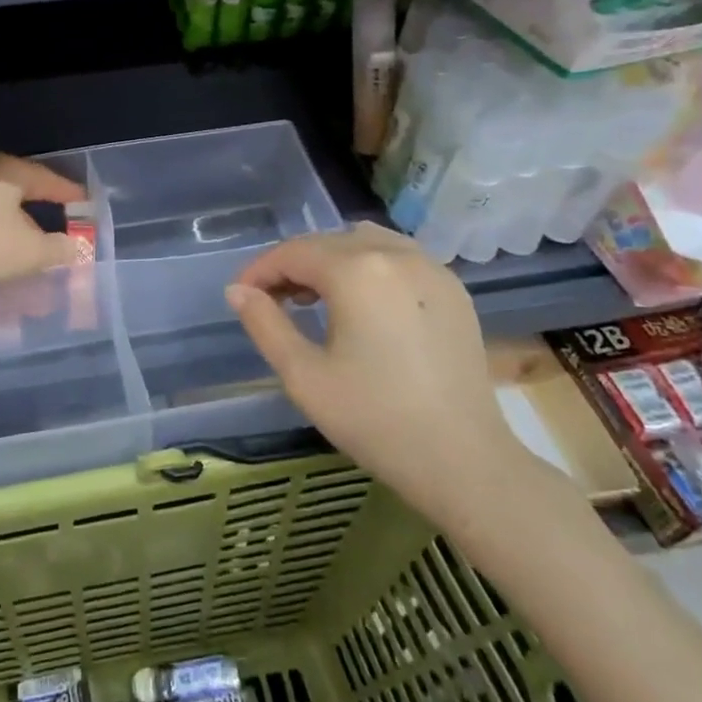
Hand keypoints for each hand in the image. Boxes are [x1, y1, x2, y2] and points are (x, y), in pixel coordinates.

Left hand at [0, 153, 85, 292]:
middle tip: (60, 234)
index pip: (49, 180)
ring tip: (28, 259)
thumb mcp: (28, 253)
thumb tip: (75, 246)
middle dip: (41, 217)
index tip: (88, 209)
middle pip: (19, 194)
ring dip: (13, 236)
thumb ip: (58, 249)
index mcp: (7, 171)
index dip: (71, 196)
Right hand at [226, 224, 530, 526]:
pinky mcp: (453, 288)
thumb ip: (264, 324)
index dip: (260, 270)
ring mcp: (431, 267)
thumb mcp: (304, 376)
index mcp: (356, 271)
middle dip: (293, 266)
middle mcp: (394, 254)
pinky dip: (369, 265)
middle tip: (272, 301)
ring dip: (332, 260)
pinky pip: (399, 256)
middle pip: (327, 242)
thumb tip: (237, 290)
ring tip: (316, 298)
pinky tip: (363, 303)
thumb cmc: (375, 420)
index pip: (292, 253)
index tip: (242, 295)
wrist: (464, 460)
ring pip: (364, 241)